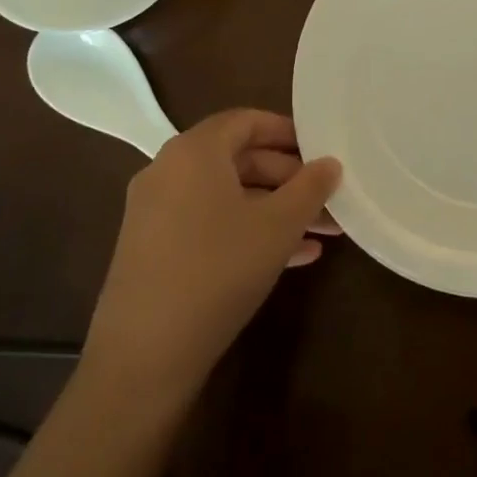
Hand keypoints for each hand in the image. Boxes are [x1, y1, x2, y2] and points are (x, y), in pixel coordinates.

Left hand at [83, 110, 341, 403]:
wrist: (145, 355)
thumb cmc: (218, 270)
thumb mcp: (277, 226)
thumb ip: (310, 188)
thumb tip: (331, 163)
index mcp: (194, 151)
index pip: (246, 121)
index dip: (287, 131)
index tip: (321, 149)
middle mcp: (169, 170)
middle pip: (238, 158)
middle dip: (289, 179)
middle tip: (328, 199)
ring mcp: (155, 211)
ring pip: (227, 196)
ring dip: (275, 209)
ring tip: (322, 233)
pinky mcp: (152, 248)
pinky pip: (208, 223)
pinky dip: (247, 230)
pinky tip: (291, 257)